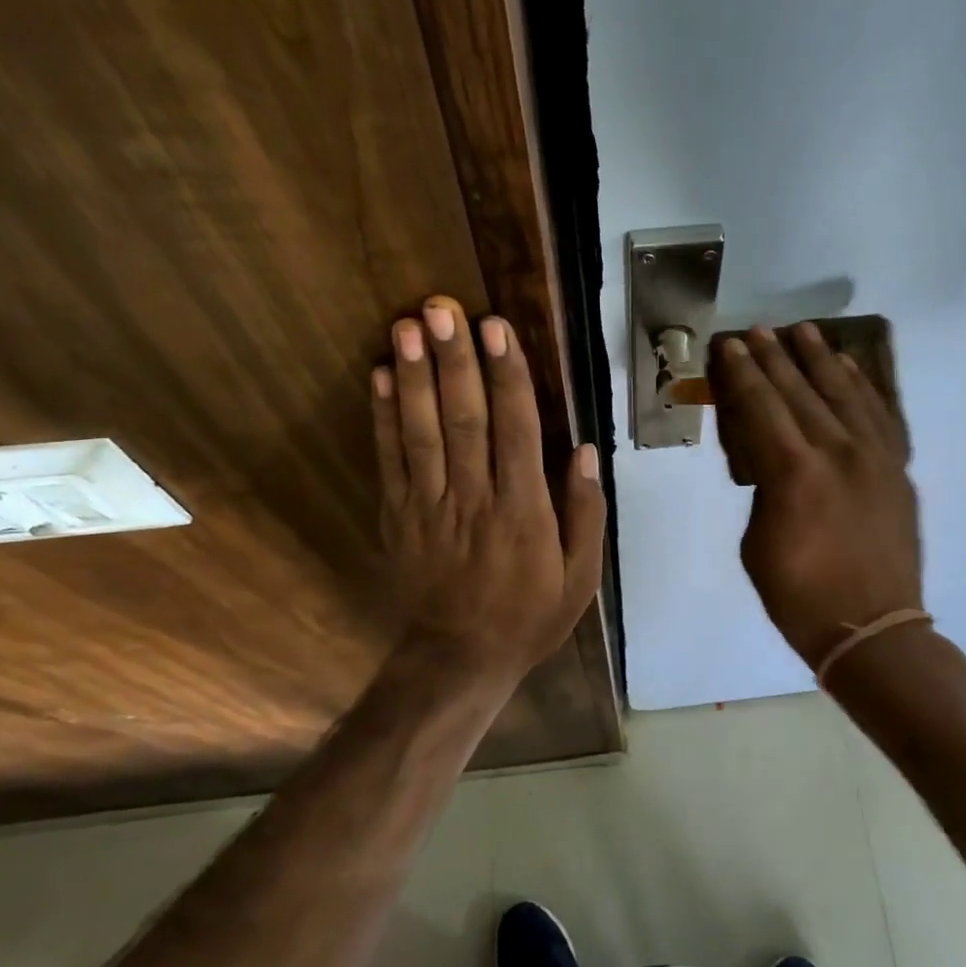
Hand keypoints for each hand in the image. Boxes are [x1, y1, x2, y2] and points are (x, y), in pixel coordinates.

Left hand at [372, 297, 604, 689]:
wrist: (459, 659)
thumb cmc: (529, 615)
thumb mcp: (580, 576)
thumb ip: (586, 512)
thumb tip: (586, 450)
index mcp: (524, 510)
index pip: (516, 428)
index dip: (506, 375)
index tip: (495, 329)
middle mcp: (475, 498)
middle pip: (463, 419)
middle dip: (454, 360)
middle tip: (443, 307)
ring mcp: (430, 506)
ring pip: (422, 431)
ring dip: (414, 376)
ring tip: (407, 325)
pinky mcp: (398, 516)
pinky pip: (389, 460)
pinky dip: (383, 417)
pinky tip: (379, 376)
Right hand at [712, 323, 922, 668]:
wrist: (872, 629)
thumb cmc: (799, 596)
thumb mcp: (757, 543)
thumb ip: (762, 490)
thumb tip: (770, 460)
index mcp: (794, 473)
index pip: (761, 407)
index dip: (742, 374)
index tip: (730, 346)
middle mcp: (837, 452)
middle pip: (799, 391)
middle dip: (774, 358)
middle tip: (758, 331)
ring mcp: (875, 457)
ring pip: (843, 393)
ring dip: (819, 359)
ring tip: (802, 332)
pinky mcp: (897, 469)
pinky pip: (880, 415)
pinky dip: (862, 386)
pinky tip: (848, 367)